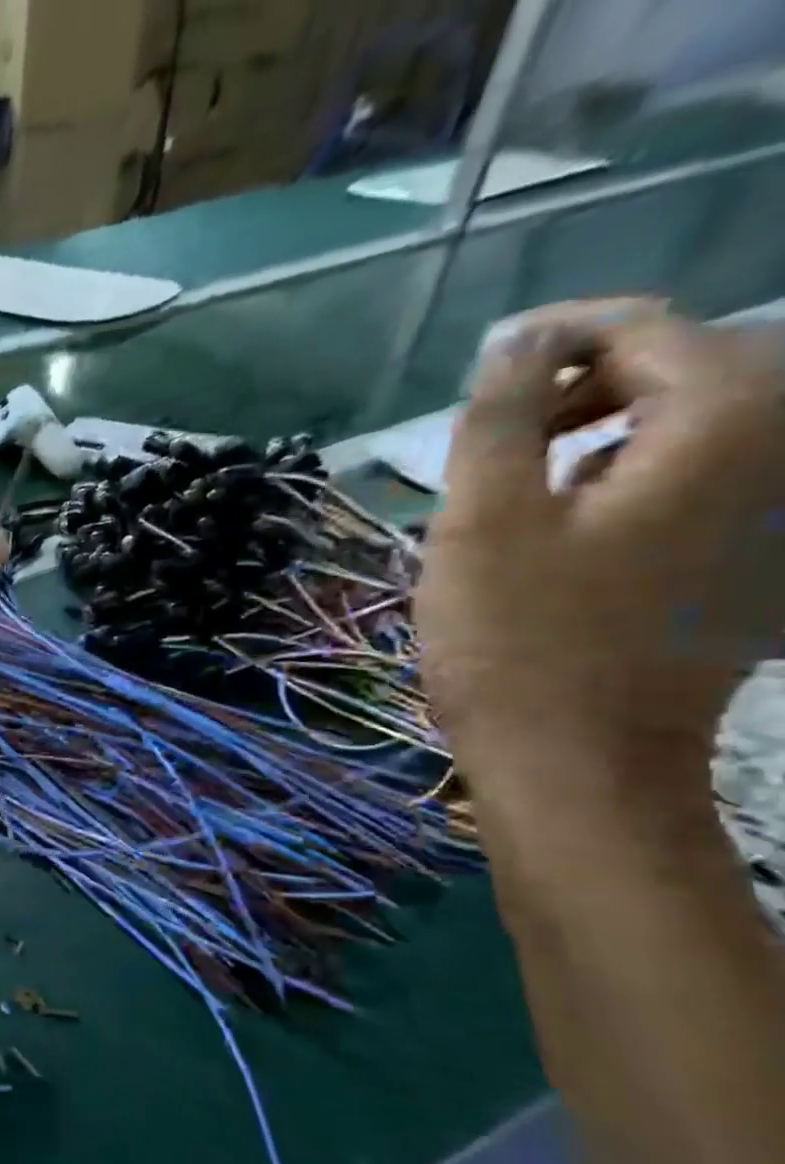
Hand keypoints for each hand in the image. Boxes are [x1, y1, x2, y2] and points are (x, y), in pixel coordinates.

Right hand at [417, 298, 784, 789]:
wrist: (578, 758)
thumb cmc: (516, 642)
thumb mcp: (482, 524)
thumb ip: (499, 420)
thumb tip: (518, 342)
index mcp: (721, 428)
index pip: (650, 330)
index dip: (560, 336)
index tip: (485, 365)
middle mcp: (780, 450)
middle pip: (694, 364)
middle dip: (592, 375)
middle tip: (501, 420)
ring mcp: (779, 508)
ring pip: (703, 418)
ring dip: (612, 422)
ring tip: (527, 466)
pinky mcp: (758, 553)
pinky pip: (709, 471)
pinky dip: (638, 466)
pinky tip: (576, 511)